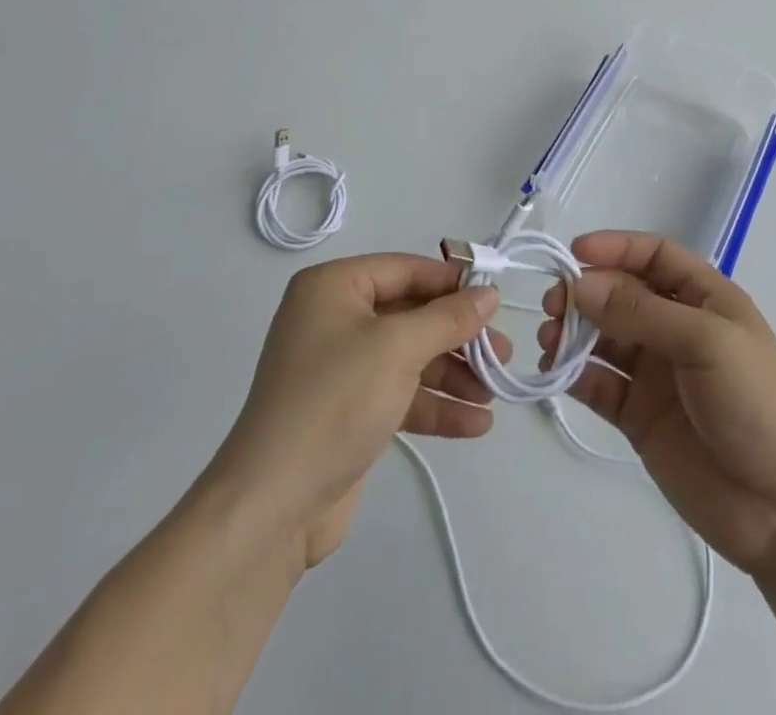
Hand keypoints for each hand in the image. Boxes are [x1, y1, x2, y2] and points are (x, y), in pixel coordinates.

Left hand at [207, 254, 507, 568]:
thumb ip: (448, 318)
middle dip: (458, 337)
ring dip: (453, 375)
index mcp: (333, 288)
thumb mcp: (398, 348)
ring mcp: (340, 368)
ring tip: (495, 393)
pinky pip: (401, 394)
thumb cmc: (335, 401)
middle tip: (502, 354)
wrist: (272, 506)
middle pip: (411, 315)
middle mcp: (334, 319)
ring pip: (410, 357)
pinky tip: (476, 424)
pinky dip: (435, 406)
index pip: (404, 270)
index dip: (451, 282)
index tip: (495, 299)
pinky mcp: (348, 411)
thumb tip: (489, 293)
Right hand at [539, 232, 775, 573]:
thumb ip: (640, 311)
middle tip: (553, 305)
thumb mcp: (705, 342)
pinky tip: (555, 374)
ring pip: (605, 338)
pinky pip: (600, 384)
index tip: (574, 252)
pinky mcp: (639, 416)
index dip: (616, 247)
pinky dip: (574, 374)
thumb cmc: (756, 404)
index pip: (655, 256)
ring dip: (574, 332)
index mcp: (705, 299)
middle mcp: (677, 328)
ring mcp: (657, 374)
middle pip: (622, 294)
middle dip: (587, 293)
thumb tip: (580, 285)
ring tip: (549, 340)